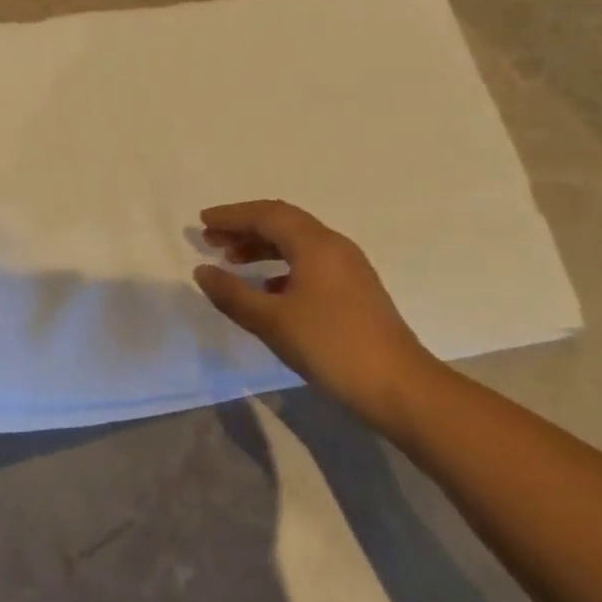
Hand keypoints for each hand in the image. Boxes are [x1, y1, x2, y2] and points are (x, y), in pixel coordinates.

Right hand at [193, 200, 438, 417]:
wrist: (399, 386)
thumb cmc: (331, 347)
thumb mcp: (273, 322)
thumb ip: (233, 294)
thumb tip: (202, 271)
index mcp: (315, 244)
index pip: (267, 215)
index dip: (231, 216)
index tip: (202, 221)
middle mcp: (334, 246)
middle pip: (283, 223)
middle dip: (245, 227)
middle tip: (211, 239)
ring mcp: (348, 267)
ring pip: (297, 243)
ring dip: (263, 246)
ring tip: (232, 261)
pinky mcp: (354, 289)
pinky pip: (310, 262)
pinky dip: (282, 267)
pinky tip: (267, 289)